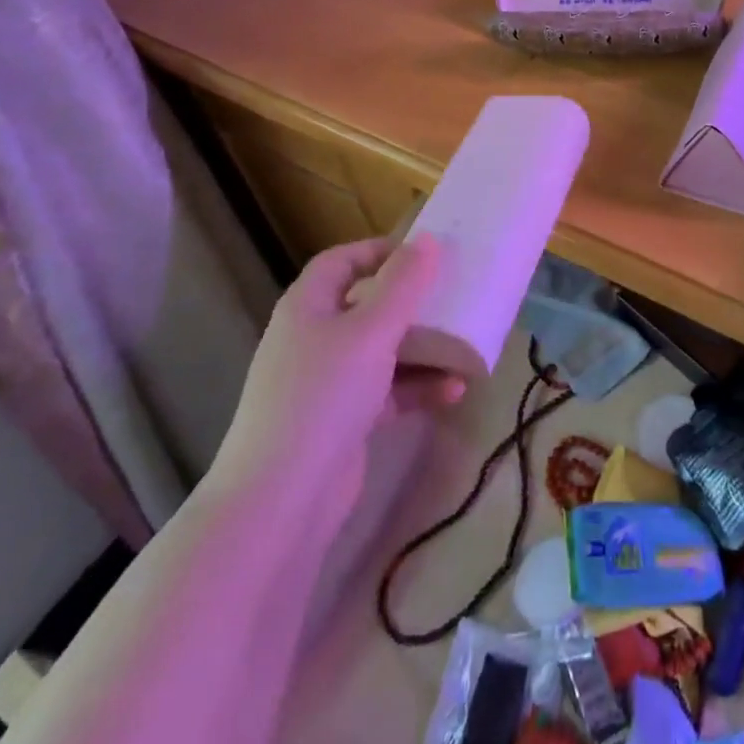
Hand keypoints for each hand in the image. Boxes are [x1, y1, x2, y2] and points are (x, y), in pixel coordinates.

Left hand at [210, 236, 464, 520]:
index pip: (342, 260)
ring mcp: (326, 383)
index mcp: (308, 305)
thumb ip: (403, 284)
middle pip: (366, 304)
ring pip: (381, 349)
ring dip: (422, 347)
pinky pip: (387, 391)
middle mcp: (313, 338)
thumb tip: (428, 240)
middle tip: (453, 294)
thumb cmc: (324, 396)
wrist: (281, 502)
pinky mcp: (343, 421)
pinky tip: (454, 391)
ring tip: (463, 343)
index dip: (380, 250)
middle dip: (410, 300)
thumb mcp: (371, 331)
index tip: (426, 253)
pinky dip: (417, 387)